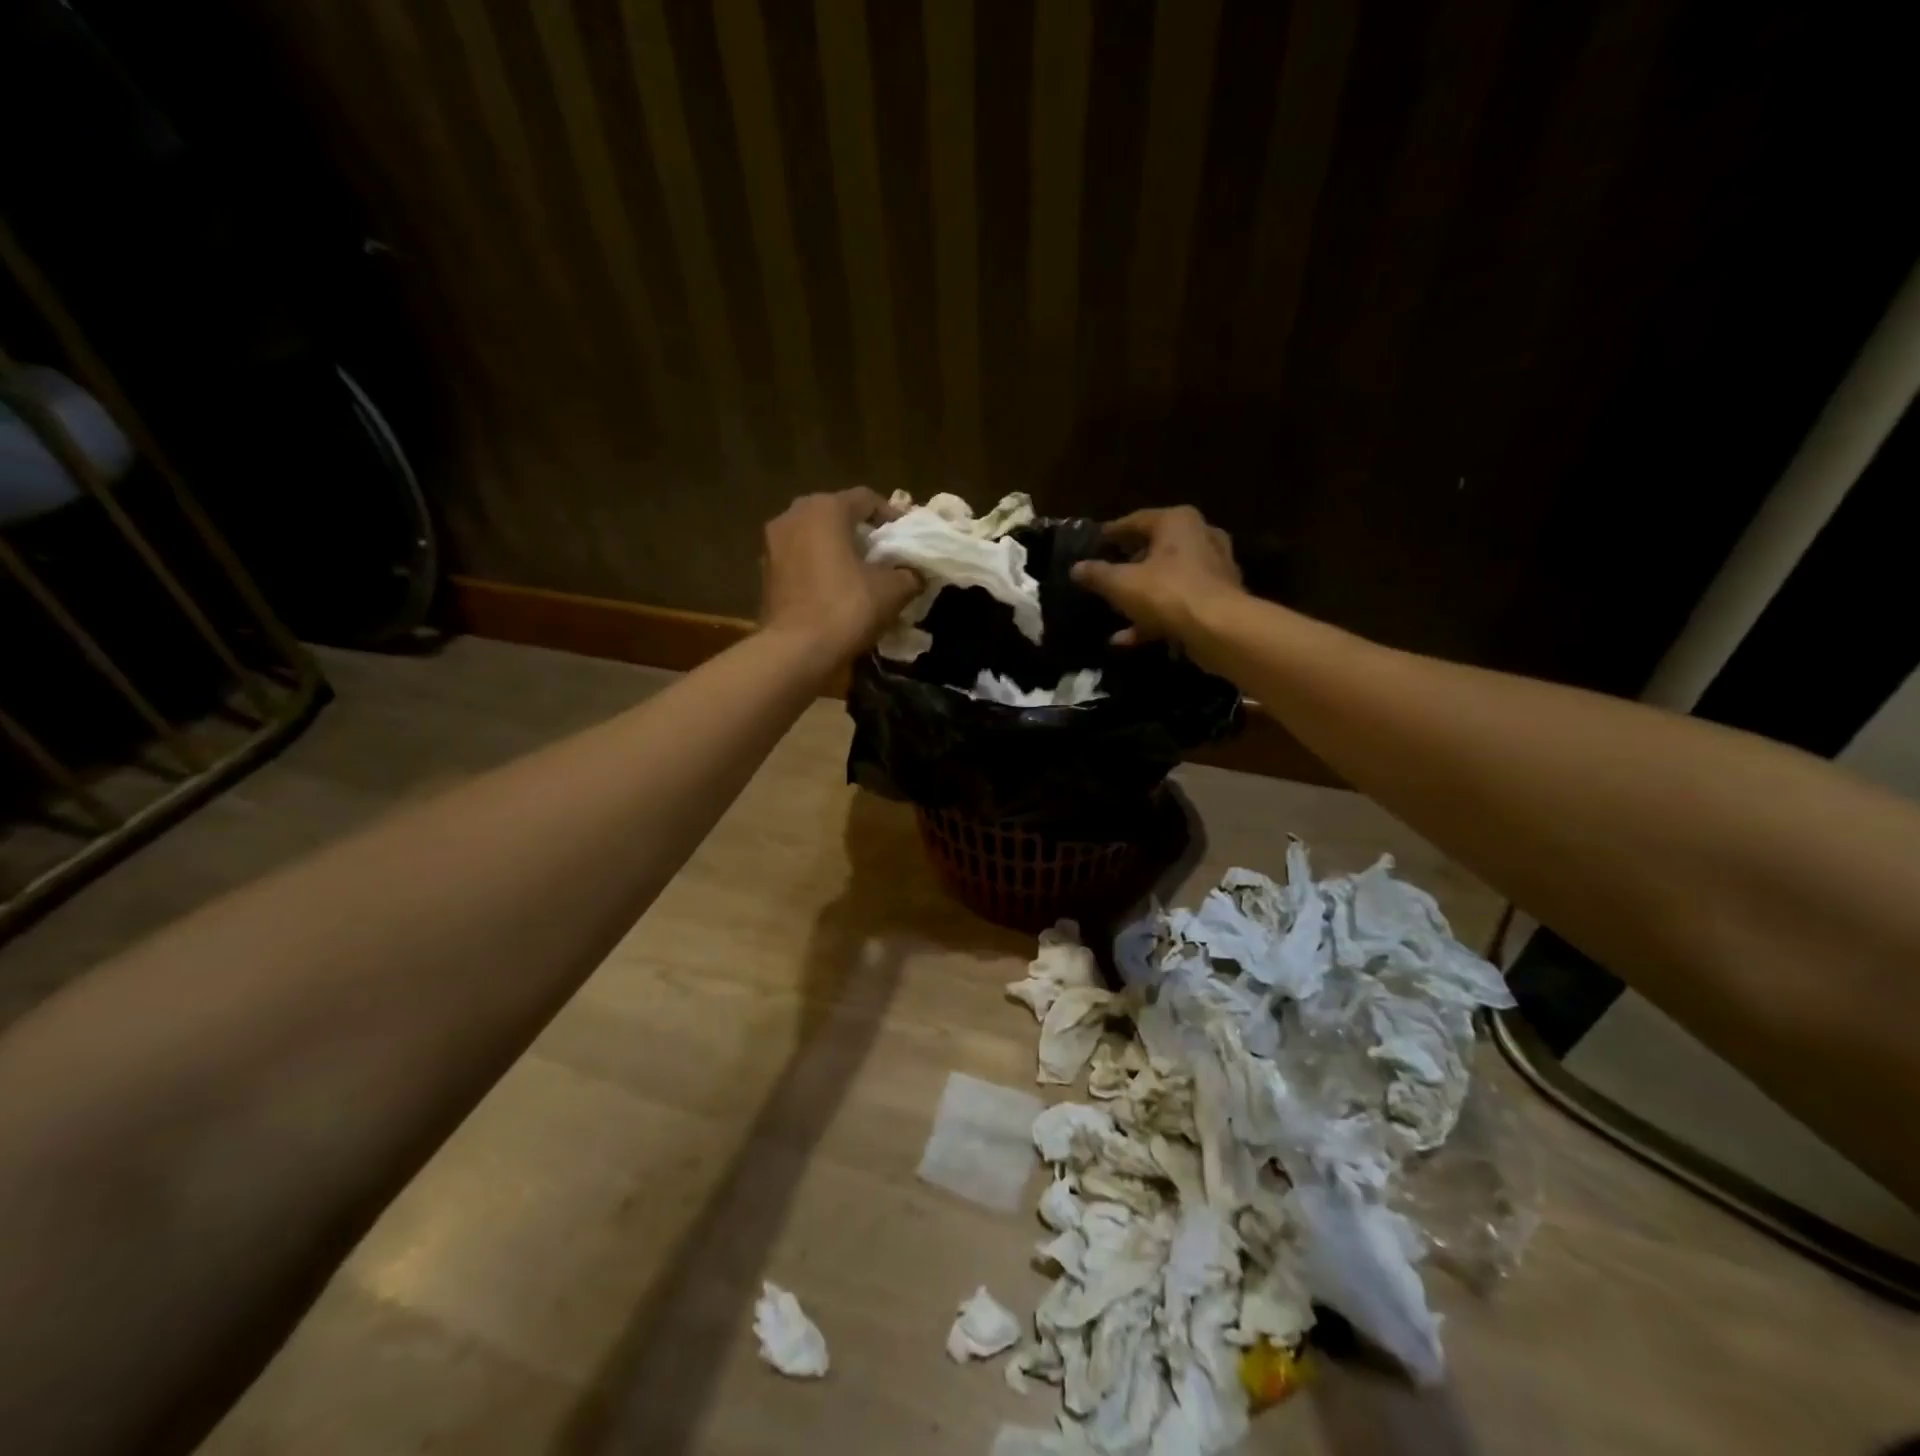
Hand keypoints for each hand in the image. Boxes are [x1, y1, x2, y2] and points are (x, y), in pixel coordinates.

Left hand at [760, 488, 920, 665]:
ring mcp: (773, 543)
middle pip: (836, 514)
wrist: (796, 650)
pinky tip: (835, 590)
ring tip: (860, 573)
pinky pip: (800, 559)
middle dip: (861, 532)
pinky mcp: (765, 572)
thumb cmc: (847, 608)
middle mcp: (793, 515)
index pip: (866, 499)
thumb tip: (915, 575)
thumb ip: (909, 574)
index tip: (907, 538)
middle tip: (883, 554)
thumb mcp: (892, 591)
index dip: (891, 516)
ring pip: (814, 537)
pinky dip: (818, 567)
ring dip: (837, 549)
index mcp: (825, 509)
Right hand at [1070, 506, 1243, 646]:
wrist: (1219, 629)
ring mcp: (1213, 568)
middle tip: (1106, 573)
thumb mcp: (1121, 584)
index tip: (1094, 543)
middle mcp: (1200, 536)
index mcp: (1177, 521)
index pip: (1136, 521)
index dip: (1111, 533)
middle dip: (1129, 563)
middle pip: (1155, 548)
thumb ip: (1097, 574)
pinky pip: (1178, 602)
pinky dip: (1154, 616)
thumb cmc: (1167, 593)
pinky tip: (1127, 638)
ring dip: (1140, 595)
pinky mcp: (1218, 598)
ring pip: (1167, 578)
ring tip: (1114, 610)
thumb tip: (1076, 568)